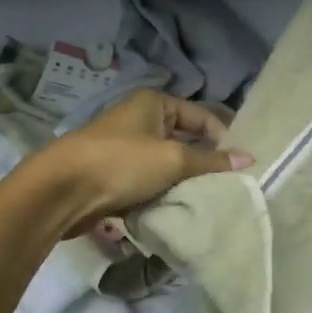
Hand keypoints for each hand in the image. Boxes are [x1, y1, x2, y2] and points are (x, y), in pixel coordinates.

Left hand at [37, 88, 253, 236]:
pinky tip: (178, 209)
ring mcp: (127, 148)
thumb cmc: (121, 163)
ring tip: (206, 200)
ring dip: (183, 182)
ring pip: (168, 165)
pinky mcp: (116, 175)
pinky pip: (150, 182)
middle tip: (228, 185)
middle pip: (186, 140)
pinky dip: (163, 194)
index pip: (202, 116)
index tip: (241, 165)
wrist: (62, 190)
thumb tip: (249, 160)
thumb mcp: (172, 159)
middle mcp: (142, 120)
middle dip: (204, 163)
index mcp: (155, 103)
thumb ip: (211, 161)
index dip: (223, 137)